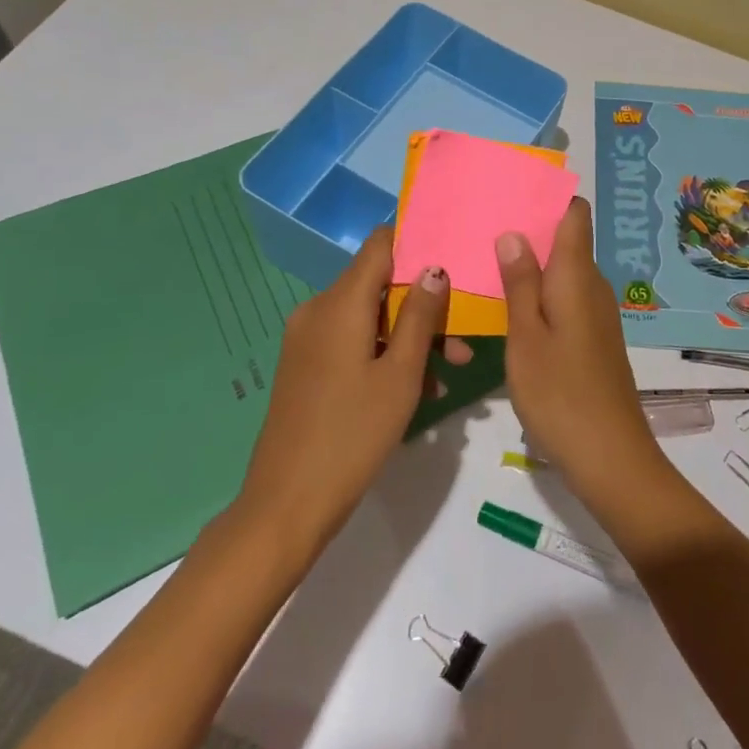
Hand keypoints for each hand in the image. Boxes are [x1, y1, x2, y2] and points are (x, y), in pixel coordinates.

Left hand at [235, 228, 464, 558]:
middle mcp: (318, 310)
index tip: (453, 257)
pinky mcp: (306, 366)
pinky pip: (353, 342)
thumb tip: (435, 268)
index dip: (416, 243)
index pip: (380, 245)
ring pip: (370, 319)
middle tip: (462, 340)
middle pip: (379, 286)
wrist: (286, 505)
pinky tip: (417, 389)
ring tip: (448, 372)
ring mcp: (308, 340)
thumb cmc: (353, 435)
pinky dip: (384, 354)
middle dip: (424, 306)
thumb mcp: (401, 374)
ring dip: (409, 337)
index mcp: (339, 303)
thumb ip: (420, 315)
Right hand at [498, 199, 670, 504]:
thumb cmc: (561, 393)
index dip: (548, 198)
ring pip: (563, 273)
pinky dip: (540, 295)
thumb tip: (514, 232)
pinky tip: (509, 307)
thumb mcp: (526, 337)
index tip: (511, 192)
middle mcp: (593, 286)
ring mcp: (596, 313)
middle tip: (481, 227)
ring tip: (485, 262)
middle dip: (529, 231)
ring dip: (531, 266)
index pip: (574, 215)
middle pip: (566, 242)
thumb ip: (519, 283)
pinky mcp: (593, 338)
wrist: (610, 456)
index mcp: (577, 275)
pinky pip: (565, 299)